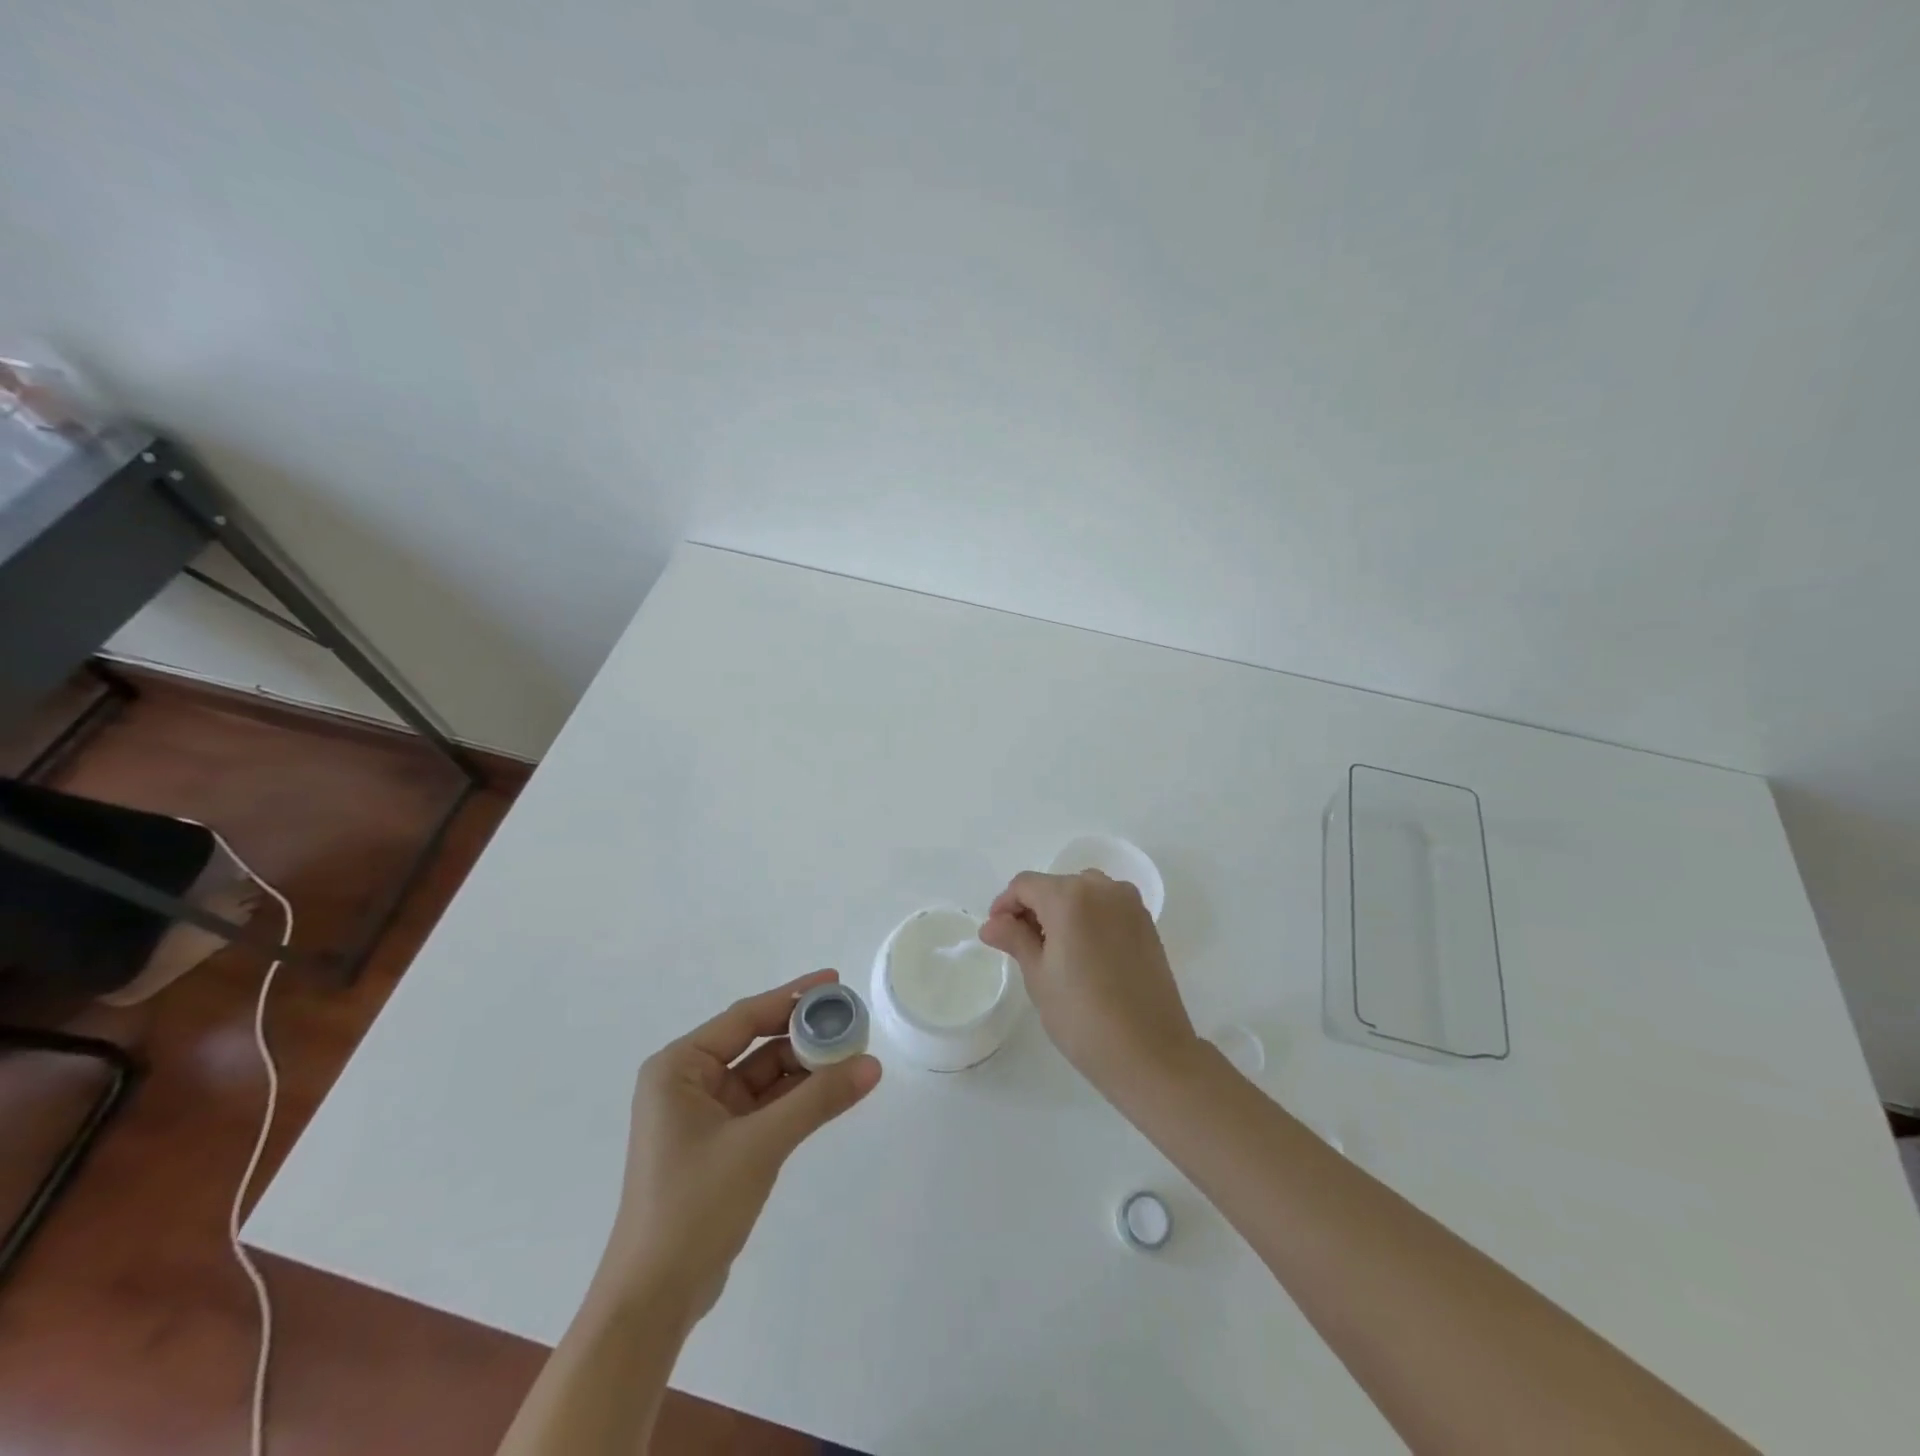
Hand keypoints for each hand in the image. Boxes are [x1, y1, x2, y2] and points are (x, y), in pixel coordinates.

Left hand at [595, 971, 881, 1320]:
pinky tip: (832, 1089)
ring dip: (804, 1067)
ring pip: (764, 1076)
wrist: (653, 1302)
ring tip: (852, 1054)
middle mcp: (688, 1082)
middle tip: (852, 1022)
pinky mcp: (719, 1144)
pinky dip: (796, 1098)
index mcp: (679, 1067)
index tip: (835, 981)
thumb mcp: (761, 1144)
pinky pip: (765, 1105)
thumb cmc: (694, 1207)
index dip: (793, 997)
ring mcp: (703, 1115)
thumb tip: (872, 1065)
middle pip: (756, 1043)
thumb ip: (818, 1100)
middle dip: (803, 1034)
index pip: (745, 1017)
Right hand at [980, 870, 1201, 1100]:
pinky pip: (1107, 907)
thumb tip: (992, 924)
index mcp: (1070, 897)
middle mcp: (1102, 888)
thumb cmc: (1083, 1016)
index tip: (996, 934)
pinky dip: (1089, 918)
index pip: (1025, 885)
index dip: (1005, 905)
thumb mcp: (1038, 977)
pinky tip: (1084, 954)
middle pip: (1055, 886)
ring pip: (1083, 893)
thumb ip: (1014, 939)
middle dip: (1033, 909)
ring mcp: (1129, 904)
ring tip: (1054, 951)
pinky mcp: (1147, 923)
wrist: (1150, 1053)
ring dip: (1062, 912)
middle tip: (1022, 947)